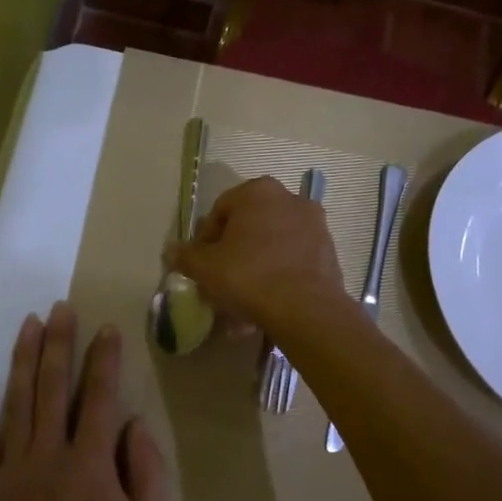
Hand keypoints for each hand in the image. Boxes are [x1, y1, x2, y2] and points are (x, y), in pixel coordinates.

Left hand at [0, 304, 167, 500]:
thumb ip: (147, 473)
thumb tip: (133, 425)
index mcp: (91, 464)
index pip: (100, 398)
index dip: (105, 360)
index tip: (107, 329)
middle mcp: (49, 455)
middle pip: (53, 387)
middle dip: (59, 343)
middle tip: (61, 308)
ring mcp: (11, 470)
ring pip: (16, 402)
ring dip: (23, 359)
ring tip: (29, 324)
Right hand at [169, 176, 346, 338]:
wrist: (306, 309)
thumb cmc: (248, 276)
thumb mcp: (205, 268)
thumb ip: (186, 256)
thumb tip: (172, 250)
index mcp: (257, 192)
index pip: (220, 210)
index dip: (205, 239)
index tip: (200, 265)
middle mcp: (290, 199)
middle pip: (249, 228)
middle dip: (232, 255)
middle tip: (220, 282)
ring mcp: (314, 225)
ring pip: (271, 247)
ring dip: (254, 270)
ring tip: (241, 303)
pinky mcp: (329, 252)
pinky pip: (292, 262)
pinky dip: (277, 278)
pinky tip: (264, 307)